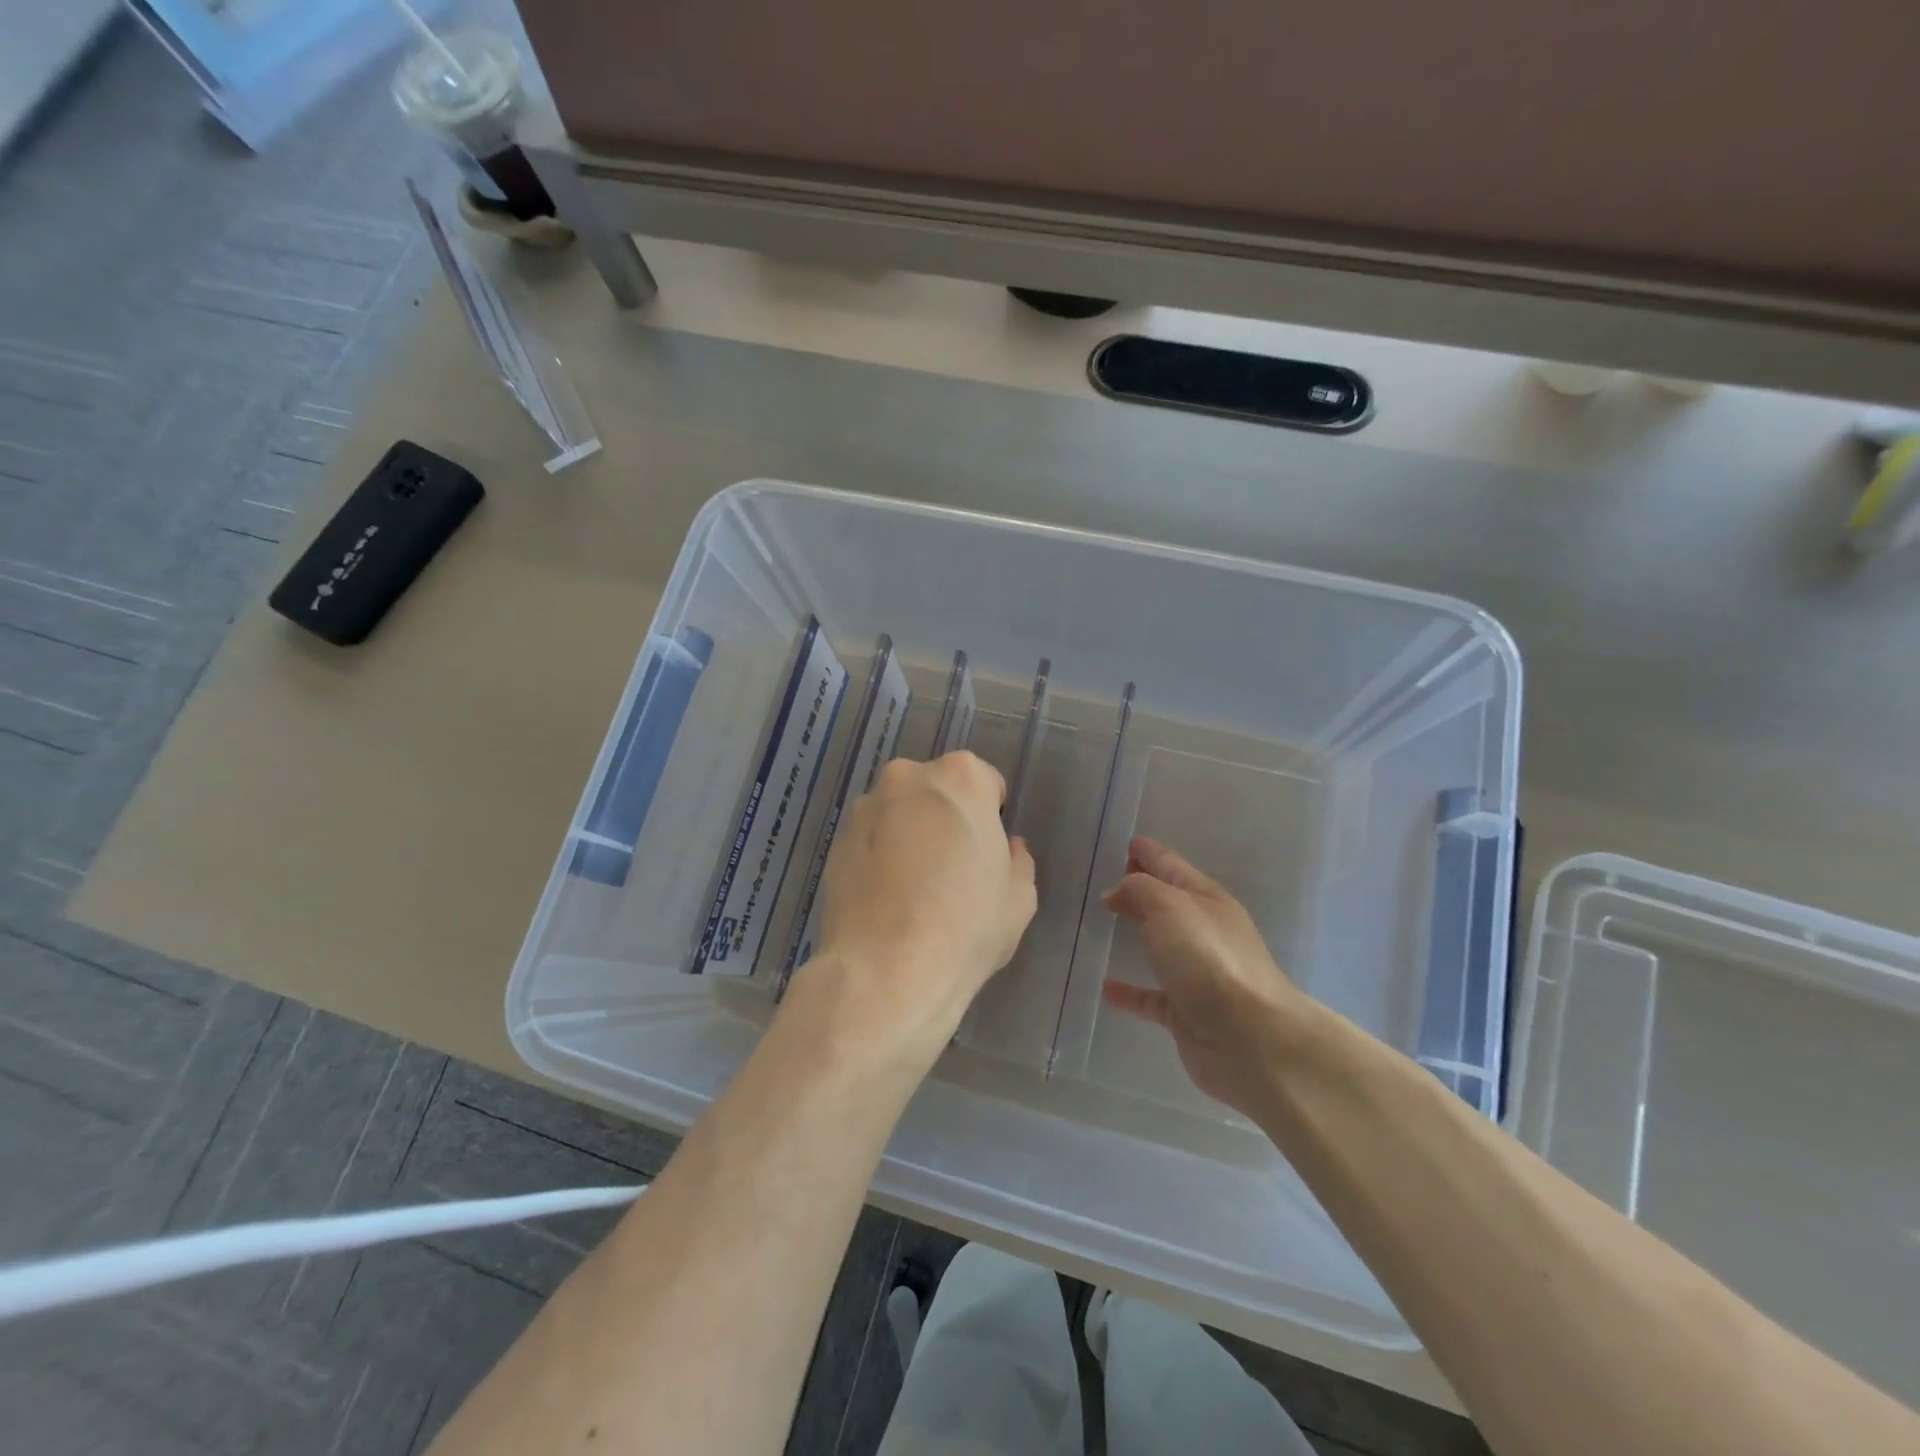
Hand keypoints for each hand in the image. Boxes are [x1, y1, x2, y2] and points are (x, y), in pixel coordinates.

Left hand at [803, 752, 1037, 1060]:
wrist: (886, 971)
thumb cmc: (966, 925)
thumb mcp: (1019, 897)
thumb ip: (1017, 860)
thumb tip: (1007, 849)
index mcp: (960, 777)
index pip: (985, 783)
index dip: (991, 819)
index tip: (986, 854)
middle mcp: (907, 778)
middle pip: (936, 791)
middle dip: (945, 818)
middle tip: (952, 868)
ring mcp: (865, 809)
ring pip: (899, 814)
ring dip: (909, 835)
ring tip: (913, 890)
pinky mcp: (835, 843)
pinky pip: (870, 842)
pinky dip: (879, 858)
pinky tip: (886, 902)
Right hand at [1101, 836, 1308, 1117]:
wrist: (1250, 1039)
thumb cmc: (1208, 959)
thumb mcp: (1169, 907)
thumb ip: (1139, 890)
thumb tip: (1117, 893)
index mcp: (1207, 900)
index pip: (1172, 867)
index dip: (1150, 853)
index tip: (1128, 843)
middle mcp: (1206, 933)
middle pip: (1168, 903)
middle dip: (1142, 889)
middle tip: (1111, 879)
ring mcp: (1199, 975)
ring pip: (1161, 947)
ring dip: (1137, 935)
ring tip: (1105, 925)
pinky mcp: (1188, 1014)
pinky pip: (1151, 996)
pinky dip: (1130, 990)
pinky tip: (1106, 988)